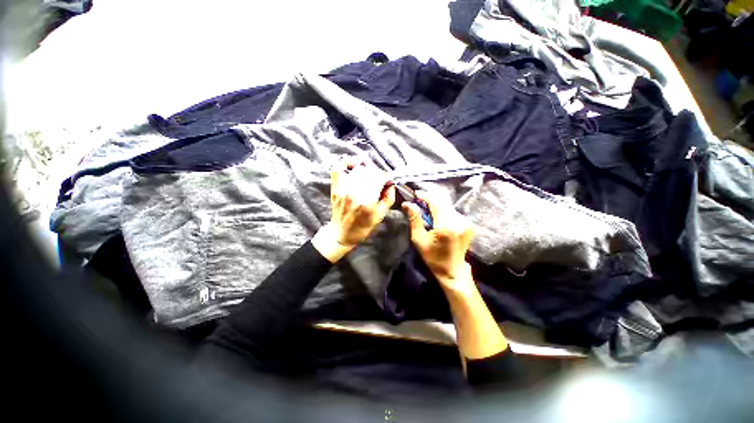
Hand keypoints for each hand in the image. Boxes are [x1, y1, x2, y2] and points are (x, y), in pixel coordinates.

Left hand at [313, 161, 395, 262]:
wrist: (340, 234)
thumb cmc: (362, 228)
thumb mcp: (380, 216)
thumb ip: (388, 199)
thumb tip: (391, 185)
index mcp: (367, 202)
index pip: (379, 177)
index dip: (386, 177)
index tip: (388, 181)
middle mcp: (354, 193)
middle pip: (369, 172)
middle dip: (377, 174)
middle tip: (379, 181)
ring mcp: (343, 189)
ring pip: (357, 169)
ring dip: (366, 170)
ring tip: (368, 177)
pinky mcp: (335, 188)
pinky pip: (338, 169)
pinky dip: (345, 163)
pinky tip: (353, 165)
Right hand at [402, 191, 474, 290]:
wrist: (452, 270)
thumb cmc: (433, 257)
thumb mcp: (419, 239)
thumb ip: (414, 219)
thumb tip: (407, 204)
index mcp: (446, 226)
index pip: (436, 204)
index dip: (425, 196)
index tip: (416, 194)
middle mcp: (459, 222)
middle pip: (443, 203)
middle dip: (430, 200)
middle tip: (419, 201)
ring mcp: (466, 223)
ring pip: (448, 207)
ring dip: (437, 205)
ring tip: (426, 209)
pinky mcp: (469, 225)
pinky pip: (453, 212)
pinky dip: (444, 211)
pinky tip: (437, 217)